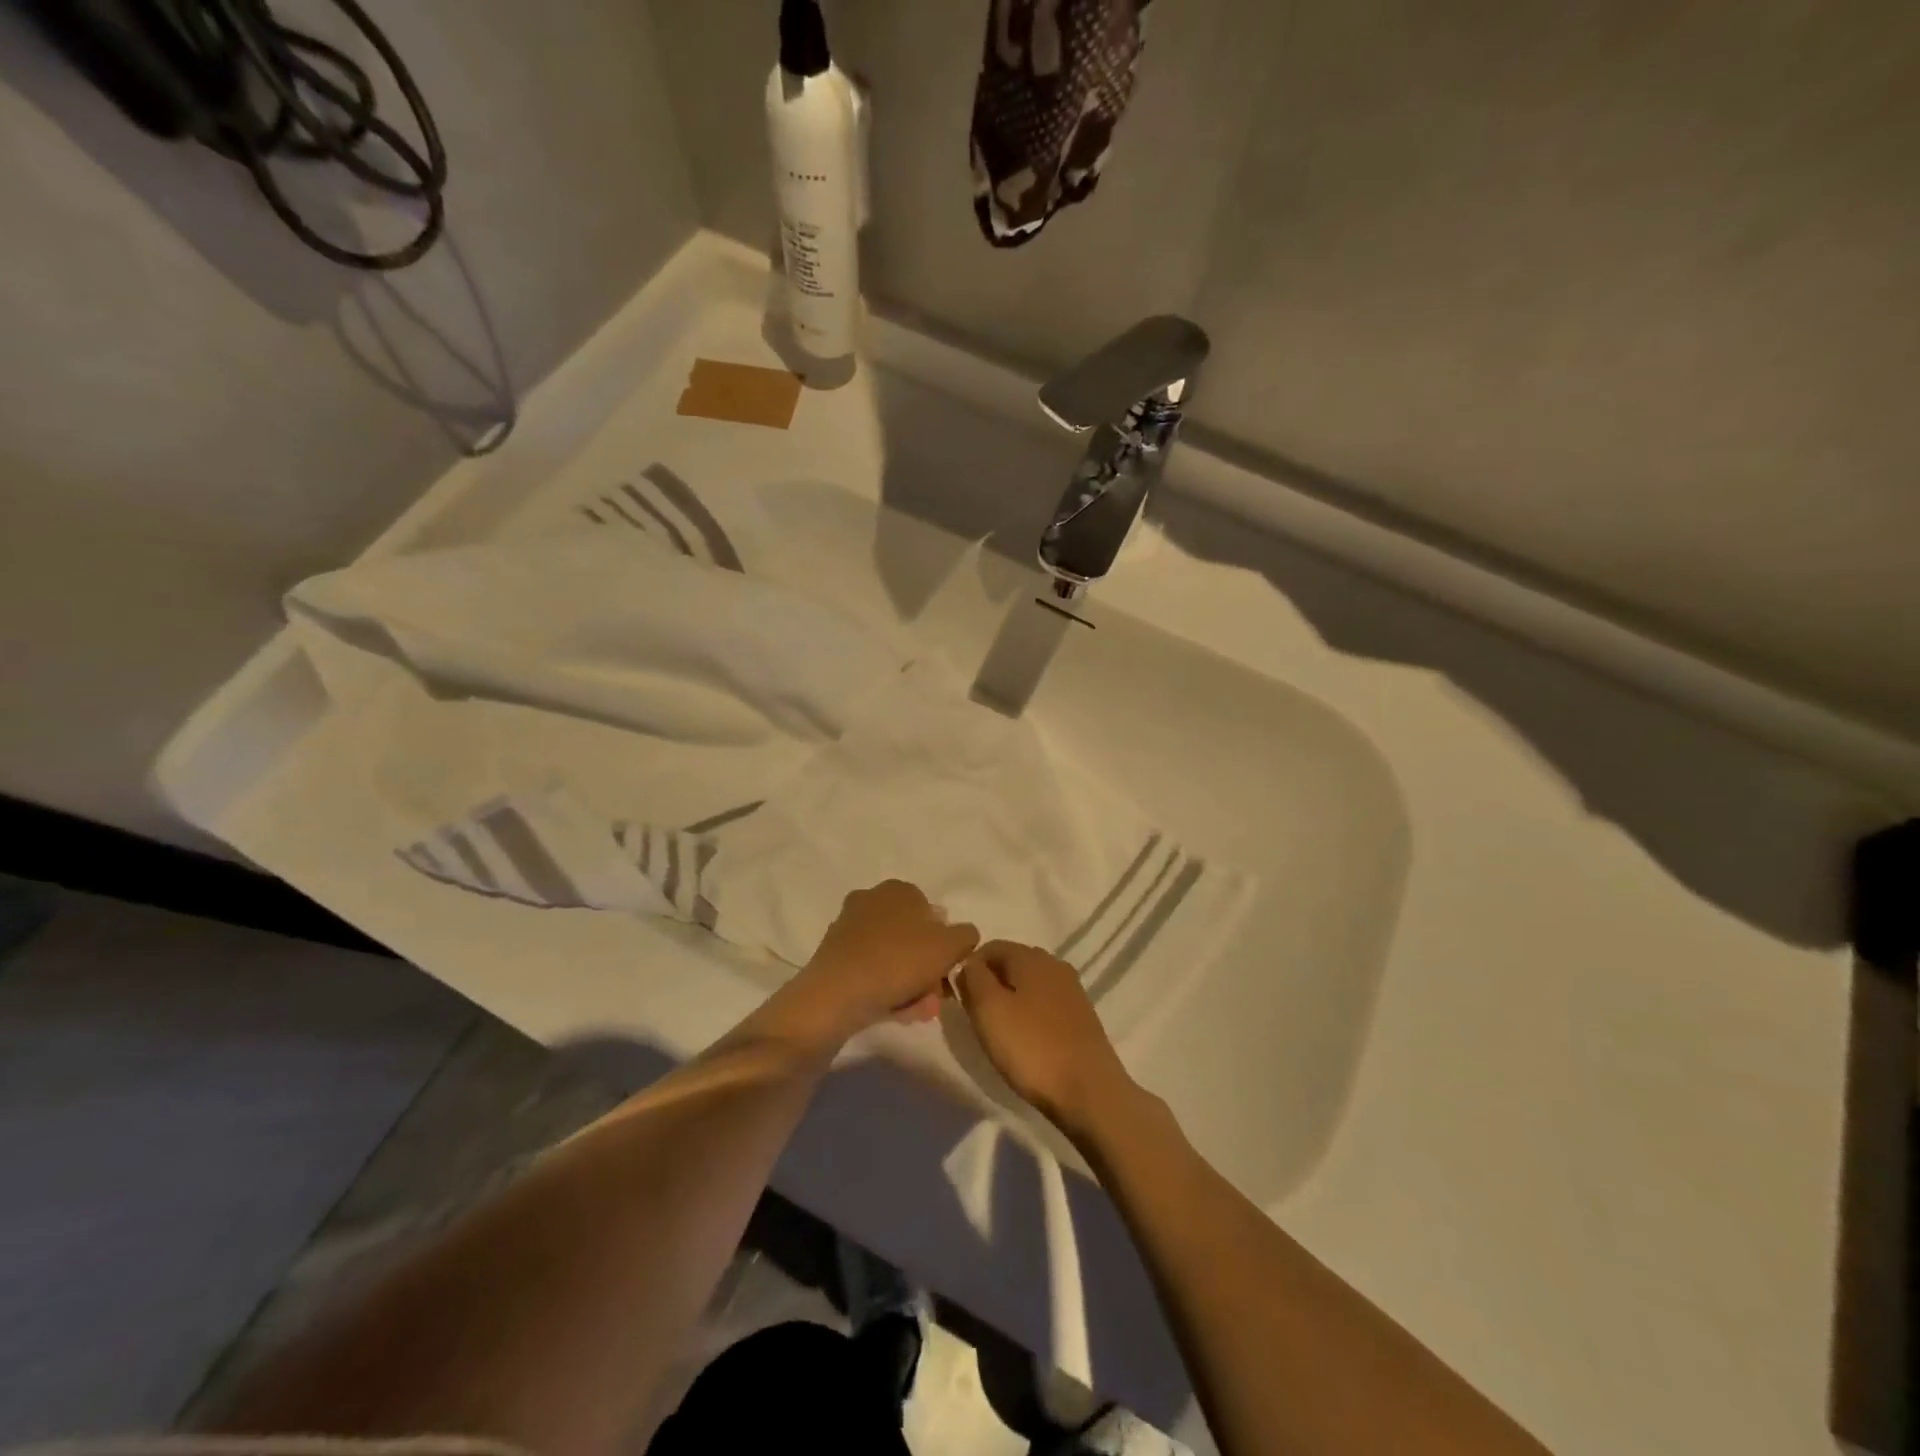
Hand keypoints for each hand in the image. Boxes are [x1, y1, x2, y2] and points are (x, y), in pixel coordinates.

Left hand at [779, 881, 978, 1047]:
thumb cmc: (897, 962)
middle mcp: (871, 901)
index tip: (950, 971)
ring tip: (919, 1012)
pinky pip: (872, 972)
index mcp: (898, 890)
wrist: (835, 996)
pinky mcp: (834, 958)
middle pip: (913, 938)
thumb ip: (965, 936)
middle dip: (928, 969)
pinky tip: (897, 1013)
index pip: (933, 913)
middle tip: (936, 997)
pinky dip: (887, 989)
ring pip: (893, 958)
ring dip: (911, 984)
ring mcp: (849, 930)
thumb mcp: (949, 946)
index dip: (946, 944)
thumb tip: (963, 935)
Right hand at [955, 941, 1136, 1138]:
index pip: (990, 947)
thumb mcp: (989, 1009)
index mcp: (1030, 956)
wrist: (1089, 1091)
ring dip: (1010, 1001)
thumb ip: (973, 978)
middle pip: (1011, 963)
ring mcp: (1072, 990)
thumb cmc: (1032, 1047)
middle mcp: (1054, 964)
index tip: (959, 998)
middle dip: (989, 984)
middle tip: (976, 1017)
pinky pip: (1046, 1005)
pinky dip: (1030, 1015)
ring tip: (999, 1032)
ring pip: (1029, 985)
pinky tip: (1026, 1041)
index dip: (969, 968)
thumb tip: (968, 963)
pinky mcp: (1081, 1016)